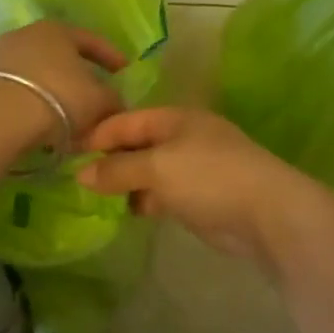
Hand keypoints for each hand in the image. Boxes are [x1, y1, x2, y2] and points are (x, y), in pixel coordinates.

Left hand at [0, 20, 128, 143]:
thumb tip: (116, 103)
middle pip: (61, 54)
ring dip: (55, 90)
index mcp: (58, 29)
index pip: (91, 40)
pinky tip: (43, 120)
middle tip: (95, 92)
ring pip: (39, 72)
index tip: (124, 70)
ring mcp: (2, 55)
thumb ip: (113, 99)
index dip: (111, 56)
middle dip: (80, 74)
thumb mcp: (98, 100)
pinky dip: (34, 101)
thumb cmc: (59, 96)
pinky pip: (20, 88)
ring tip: (68, 113)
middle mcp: (28, 34)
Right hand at [77, 107, 333, 266]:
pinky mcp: (201, 196)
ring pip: (149, 170)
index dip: (97, 134)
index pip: (126, 121)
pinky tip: (130, 212)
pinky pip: (163, 192)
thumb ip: (118, 170)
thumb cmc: (209, 178)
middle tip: (76, 178)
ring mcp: (194, 167)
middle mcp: (183, 137)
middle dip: (109, 160)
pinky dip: (146, 199)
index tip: (66, 152)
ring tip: (96, 199)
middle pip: (137, 144)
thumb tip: (82, 174)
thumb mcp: (157, 168)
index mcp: (174, 118)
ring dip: (126, 183)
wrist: (268, 213)